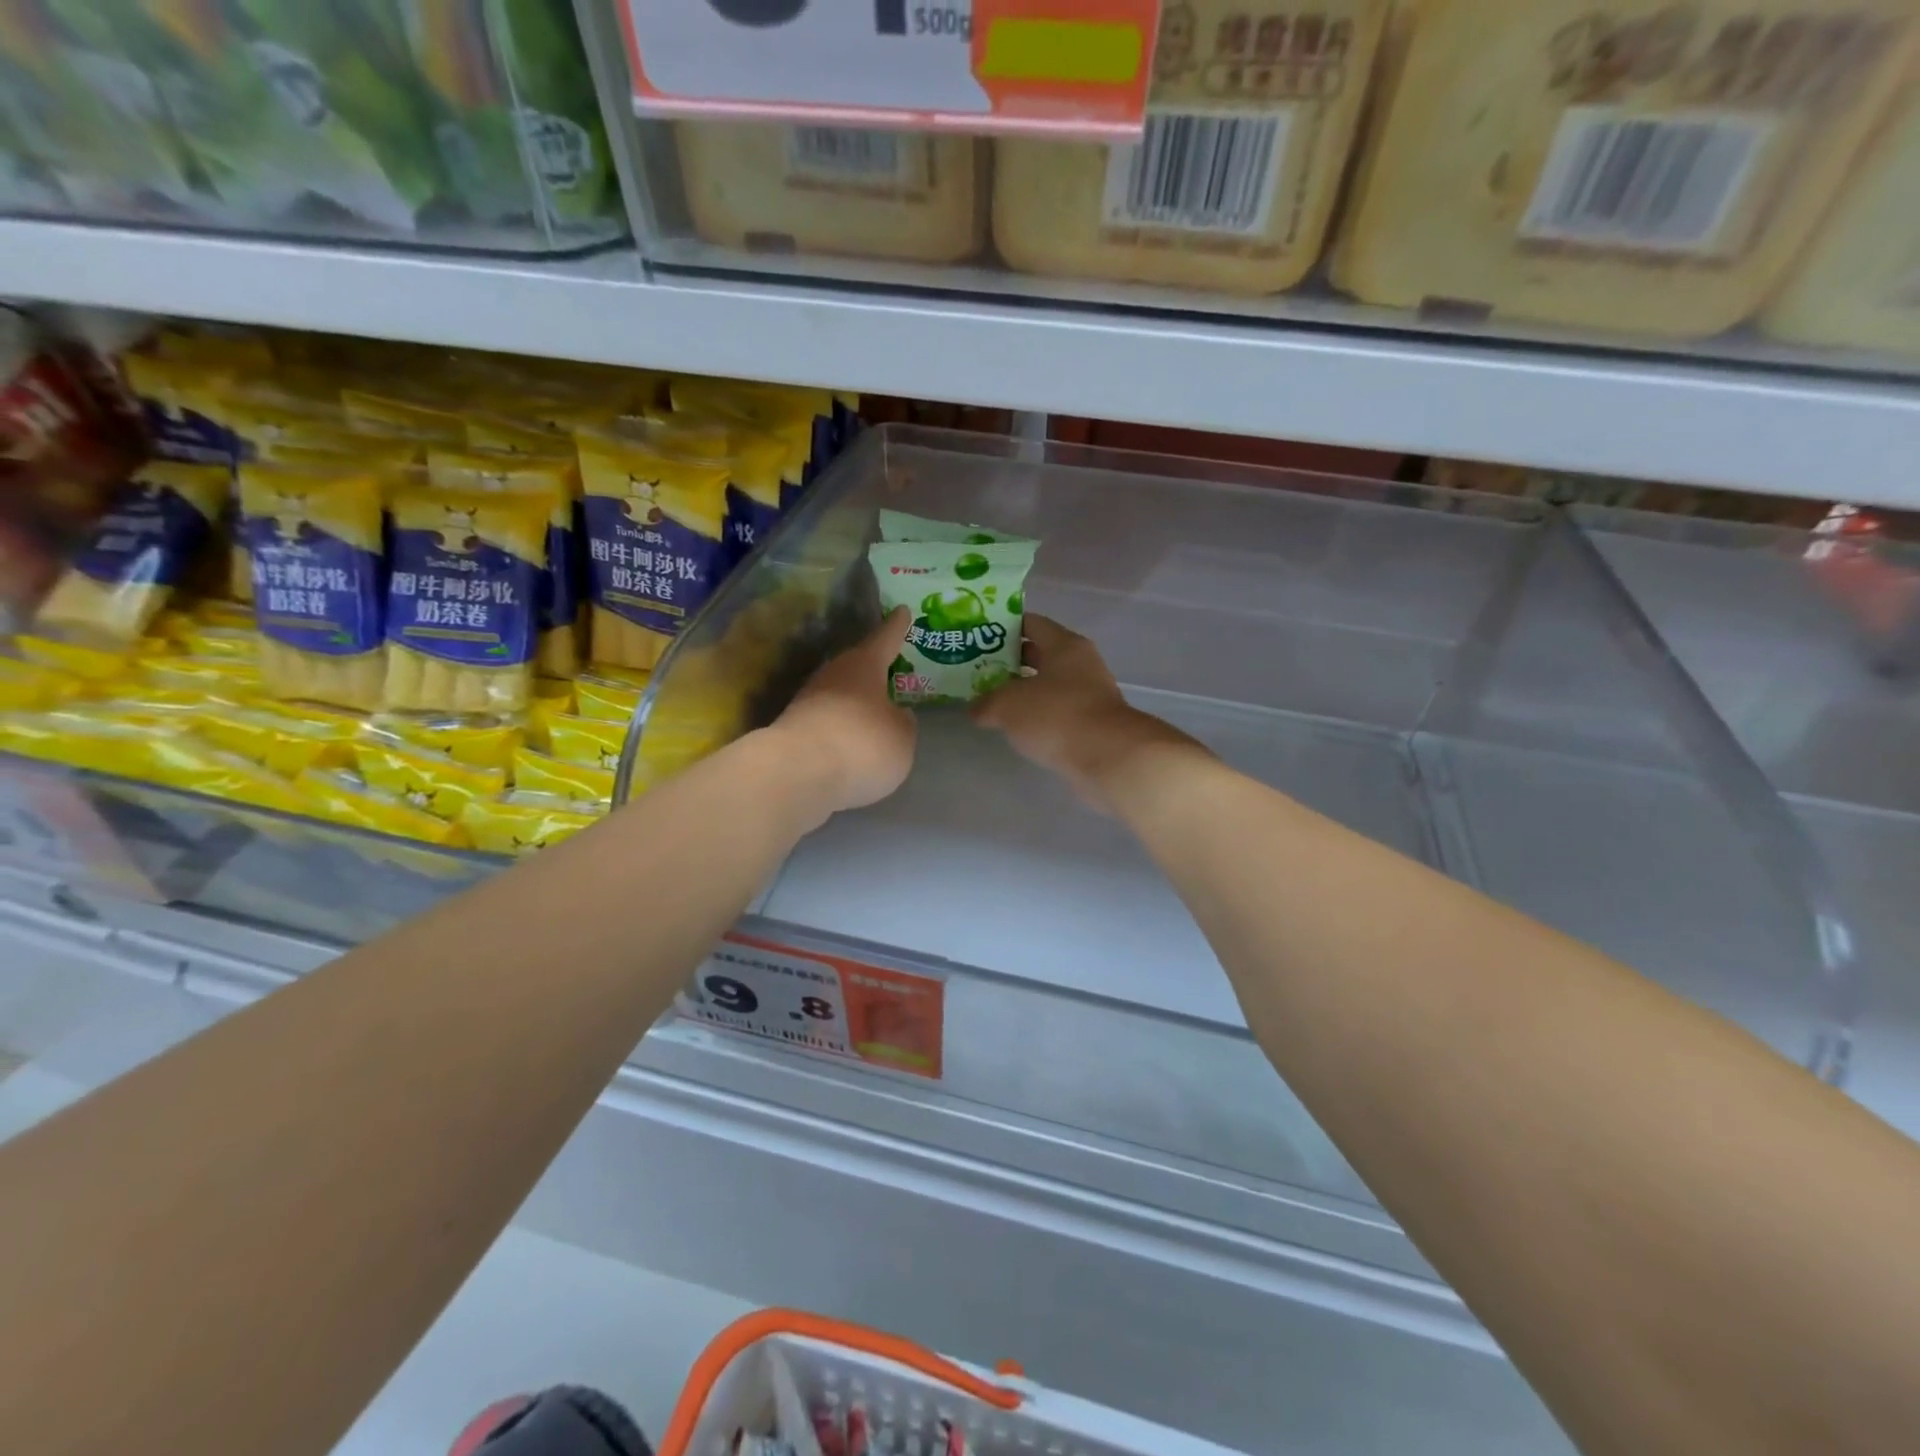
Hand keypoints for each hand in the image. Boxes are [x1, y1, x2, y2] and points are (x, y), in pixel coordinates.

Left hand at [772, 606, 916, 819]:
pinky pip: (828, 723)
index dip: (897, 626)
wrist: (797, 774)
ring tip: (875, 715)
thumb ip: (903, 723)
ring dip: (855, 703)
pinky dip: (841, 730)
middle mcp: (833, 675)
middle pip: (857, 667)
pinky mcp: (794, 730)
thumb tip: (895, 716)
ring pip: (840, 695)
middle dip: (873, 669)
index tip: (902, 610)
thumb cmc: (862, 745)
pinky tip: (852, 745)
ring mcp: (808, 701)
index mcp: (864, 665)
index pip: (885, 638)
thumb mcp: (902, 737)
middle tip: (890, 669)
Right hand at [971, 616, 1193, 813]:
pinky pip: (1057, 712)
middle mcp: (1081, 664)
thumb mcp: (1007, 706)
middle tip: (978, 670)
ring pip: (1049, 686)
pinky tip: (1016, 728)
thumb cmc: (1056, 716)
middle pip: (1041, 655)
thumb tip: (976, 710)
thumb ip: (986, 703)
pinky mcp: (1092, 724)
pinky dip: (1038, 716)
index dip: (1004, 628)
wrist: (1108, 757)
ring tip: (991, 701)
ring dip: (1023, 692)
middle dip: (1010, 662)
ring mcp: (1090, 695)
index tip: (979, 637)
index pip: (1032, 624)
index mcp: (1065, 645)